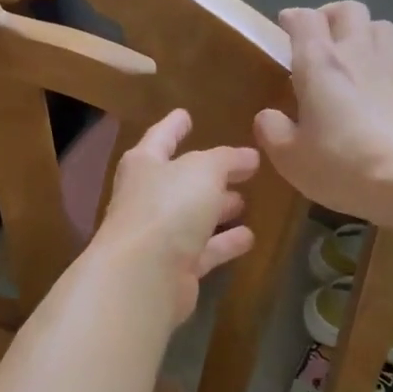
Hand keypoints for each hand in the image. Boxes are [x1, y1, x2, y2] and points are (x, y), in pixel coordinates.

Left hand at [93, 109, 259, 327]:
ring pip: (193, 216)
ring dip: (217, 208)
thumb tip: (248, 156)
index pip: (160, 137)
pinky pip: (205, 249)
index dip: (173, 126)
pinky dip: (224, 242)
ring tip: (244, 200)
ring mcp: (159, 235)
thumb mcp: (202, 171)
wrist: (143, 277)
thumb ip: (226, 159)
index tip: (185, 114)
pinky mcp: (175, 268)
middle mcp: (147, 198)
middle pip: (179, 180)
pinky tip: (249, 237)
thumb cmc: (167, 208)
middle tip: (239, 168)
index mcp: (144, 165)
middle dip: (207, 174)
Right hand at [253, 2, 392, 227]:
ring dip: (367, 36)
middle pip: (351, 11)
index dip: (294, 18)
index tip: (285, 27)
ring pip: (384, 31)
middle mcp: (360, 55)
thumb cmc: (343, 164)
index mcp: (321, 63)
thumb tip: (269, 117)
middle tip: (320, 37)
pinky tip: (386, 103)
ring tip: (354, 60)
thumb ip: (273, 131)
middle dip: (332, 16)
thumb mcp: (290, 157)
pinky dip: (391, 79)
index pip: (306, 19)